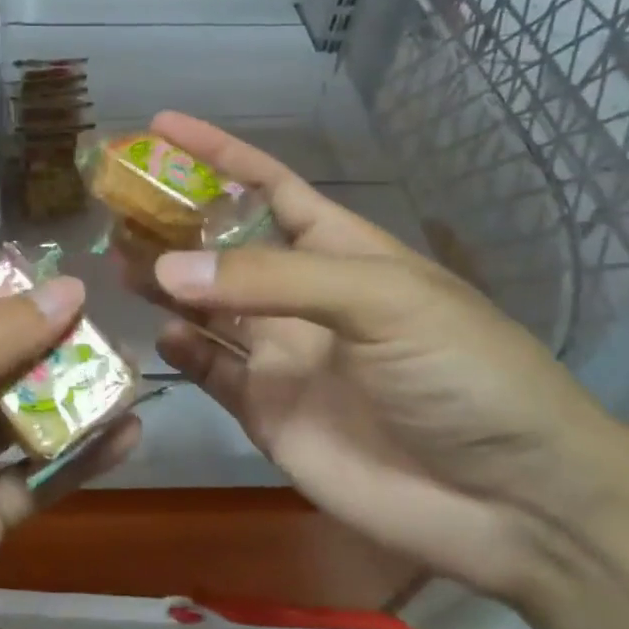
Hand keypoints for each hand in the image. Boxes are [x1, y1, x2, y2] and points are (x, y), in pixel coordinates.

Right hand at [145, 112, 627, 600]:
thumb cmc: (462, 374)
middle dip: (173, 222)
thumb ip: (271, 281)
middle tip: (115, 204)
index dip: (216, 154)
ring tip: (117, 262)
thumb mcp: (381, 301)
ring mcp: (282, 356)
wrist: (513, 503)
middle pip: (223, 247)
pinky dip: (183, 352)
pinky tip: (162, 334)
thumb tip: (167, 267)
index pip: (267, 185)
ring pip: (207, 307)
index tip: (160, 126)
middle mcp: (302, 296)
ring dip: (165, 284)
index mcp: (338, 250)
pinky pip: (212, 372)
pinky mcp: (268, 413)